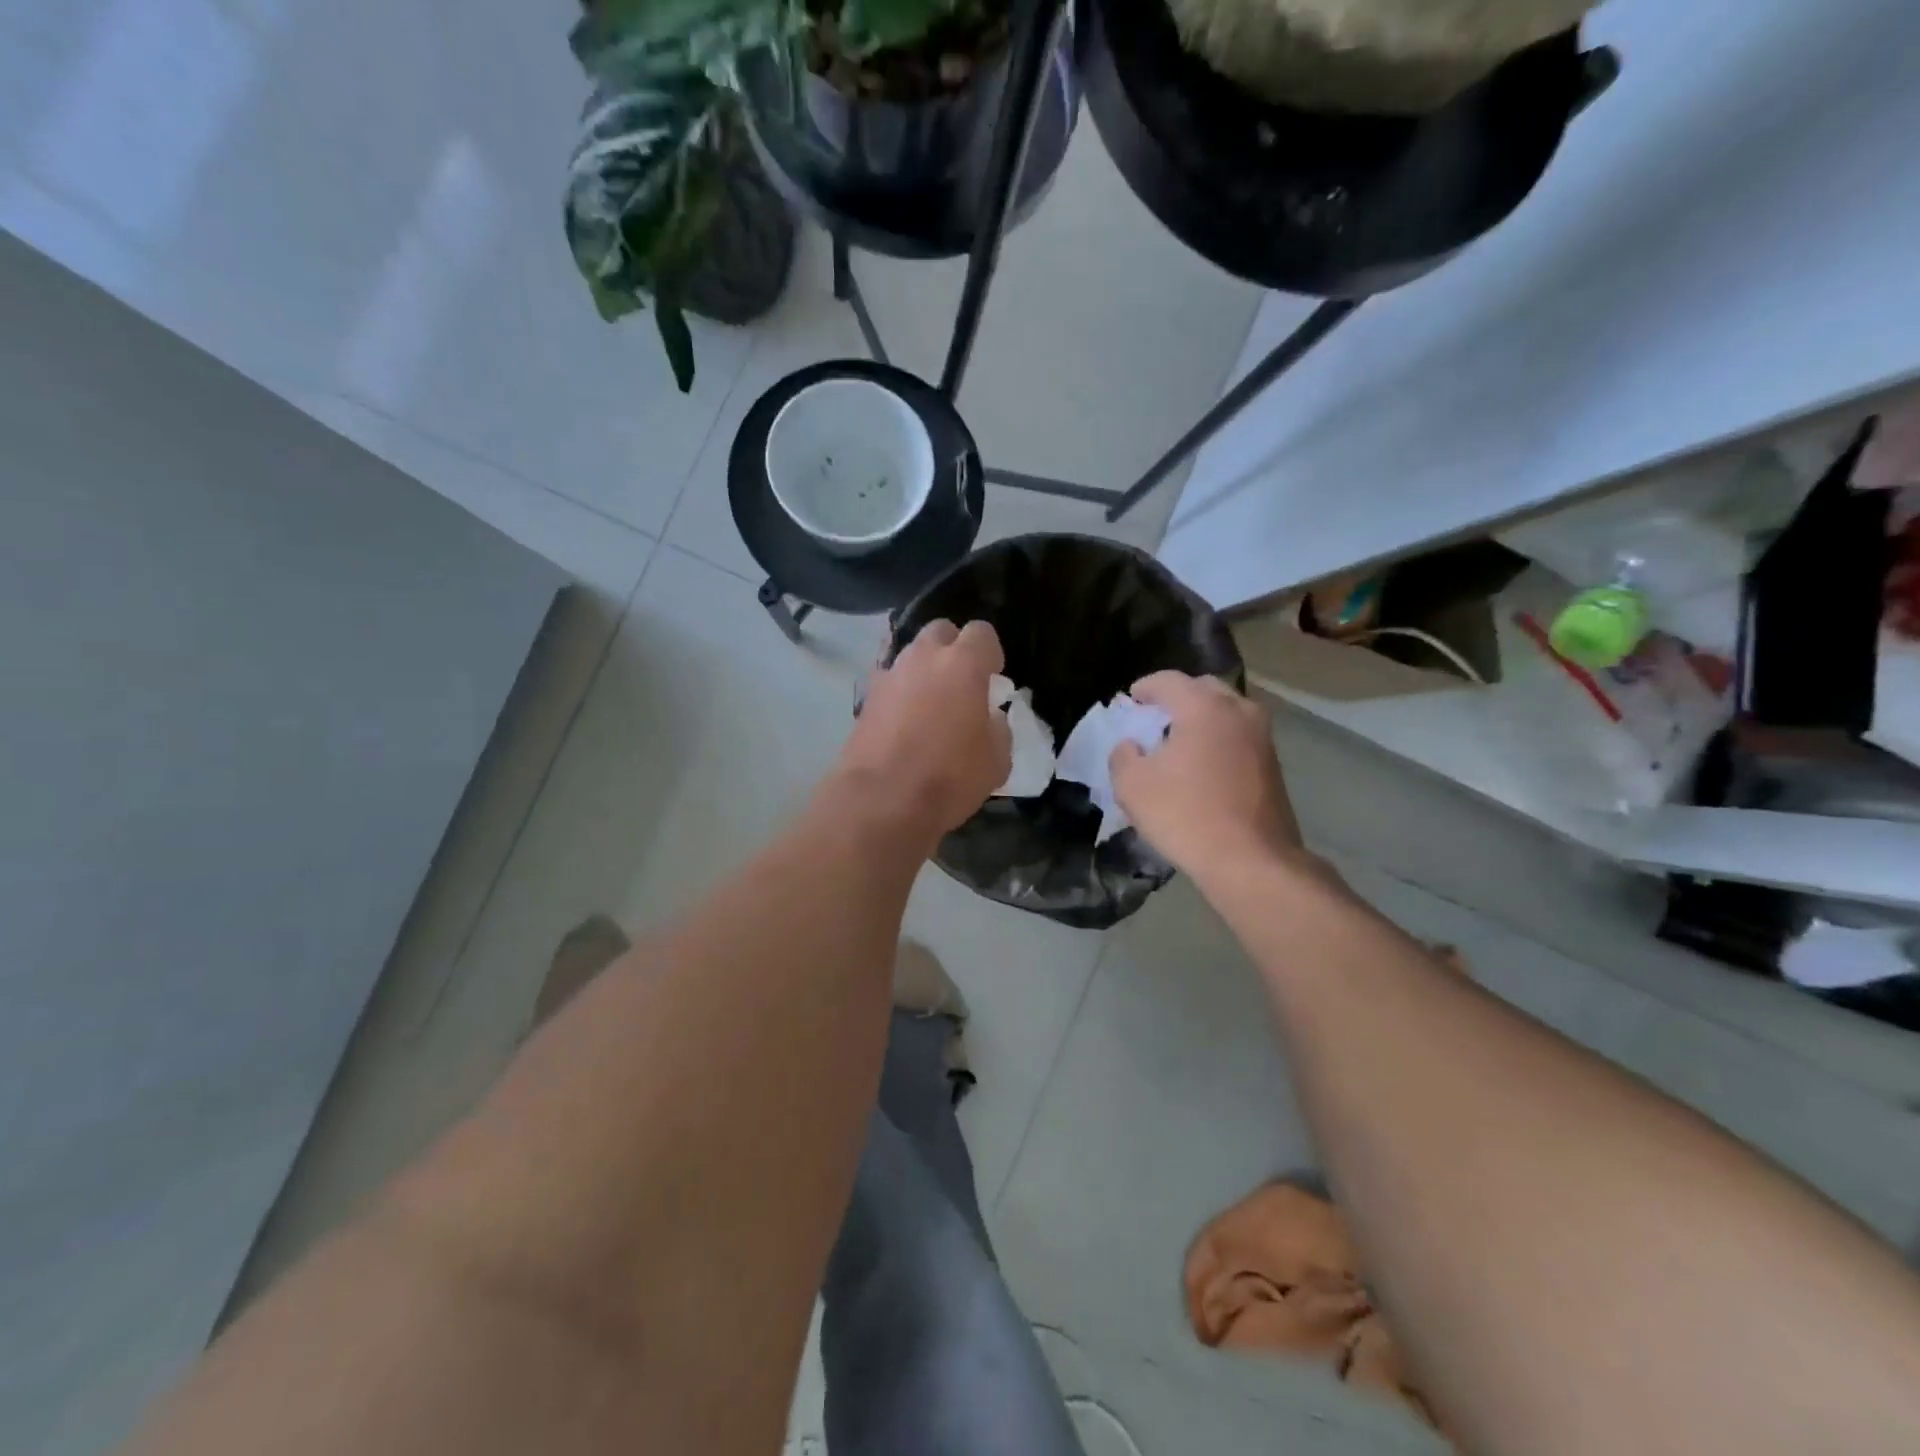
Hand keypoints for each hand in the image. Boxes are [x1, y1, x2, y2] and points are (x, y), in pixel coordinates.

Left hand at [834, 619, 1011, 840]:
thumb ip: (998, 728)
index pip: (982, 632)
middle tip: (961, 682)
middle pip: (941, 631)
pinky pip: (890, 681)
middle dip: (953, 648)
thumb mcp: (997, 760)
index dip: (990, 653)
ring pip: (911, 654)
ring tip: (931, 703)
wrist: (881, 800)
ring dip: (924, 669)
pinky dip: (901, 692)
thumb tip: (989, 717)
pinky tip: (905, 720)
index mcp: (963, 664)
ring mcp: (889, 674)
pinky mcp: (865, 698)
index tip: (993, 677)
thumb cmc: (949, 778)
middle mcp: (923, 658)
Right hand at [1109, 671, 1303, 882]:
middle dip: (1177, 697)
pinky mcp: (1273, 764)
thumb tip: (1130, 746)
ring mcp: (1262, 737)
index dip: (1145, 687)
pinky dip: (1219, 738)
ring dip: (1202, 718)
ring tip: (1179, 740)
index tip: (1130, 700)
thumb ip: (1123, 756)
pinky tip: (1203, 764)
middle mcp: (1238, 711)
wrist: (1251, 860)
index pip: (1168, 680)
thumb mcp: (1132, 786)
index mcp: (1203, 707)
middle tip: (1155, 717)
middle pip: (1203, 688)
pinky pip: (1239, 736)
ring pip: (1226, 712)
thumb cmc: (1185, 815)